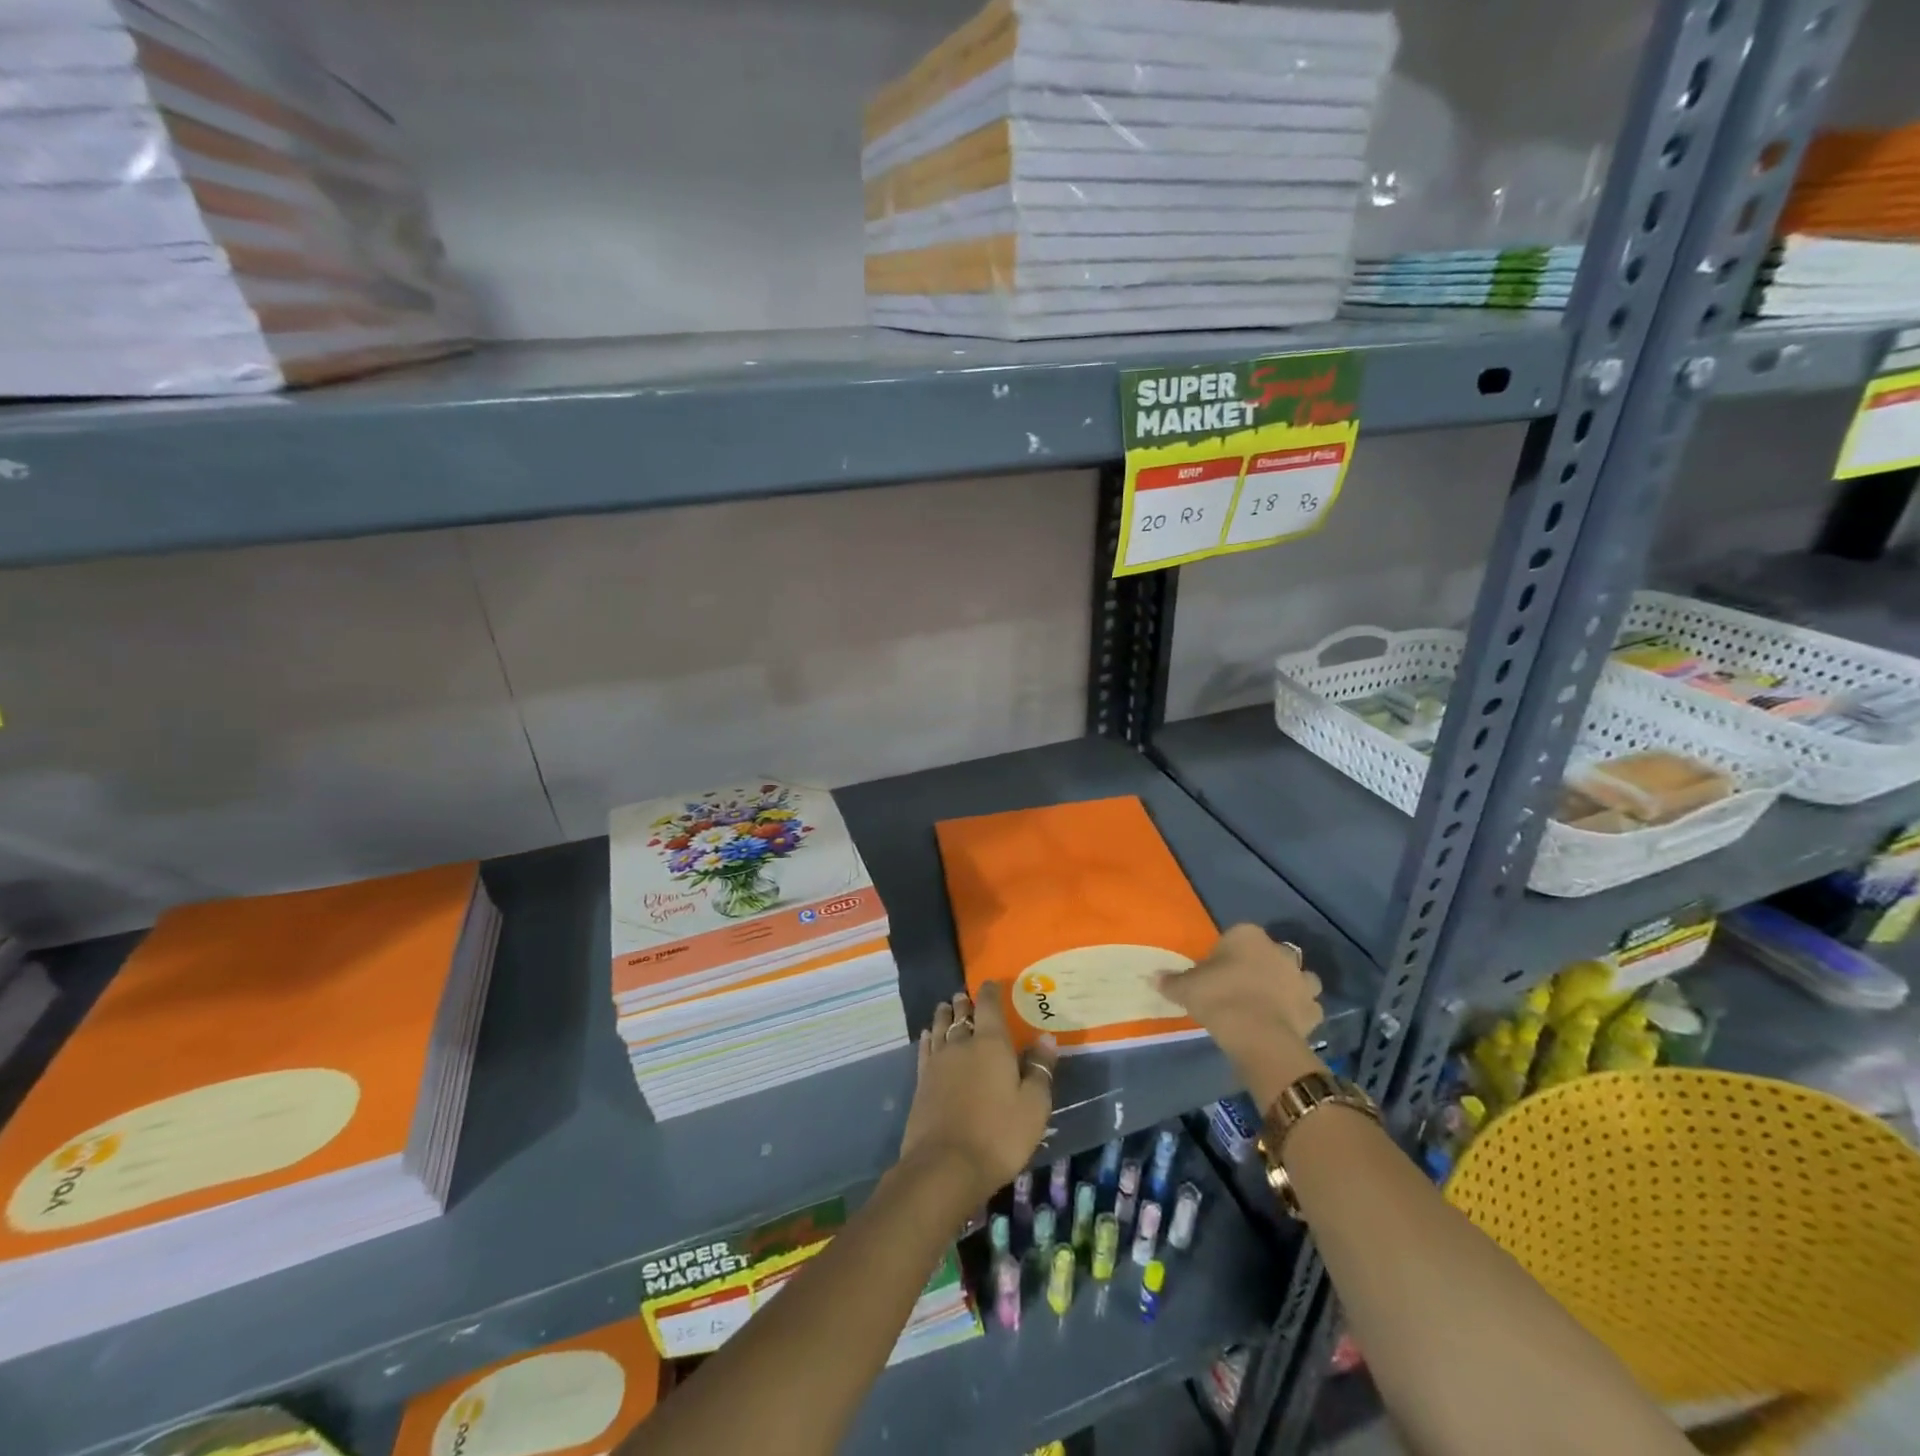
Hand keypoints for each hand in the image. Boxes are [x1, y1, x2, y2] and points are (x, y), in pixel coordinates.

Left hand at [899, 985, 1057, 1199]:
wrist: (945, 1166)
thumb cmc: (999, 1135)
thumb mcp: (1033, 1106)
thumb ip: (1040, 1069)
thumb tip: (1046, 1037)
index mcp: (992, 1044)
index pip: (989, 1006)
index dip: (990, 992)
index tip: (990, 983)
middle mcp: (962, 1044)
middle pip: (962, 1015)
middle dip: (965, 1003)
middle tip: (965, 996)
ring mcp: (938, 1062)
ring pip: (940, 1027)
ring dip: (944, 1015)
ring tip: (946, 1007)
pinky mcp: (921, 1081)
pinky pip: (925, 1048)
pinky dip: (928, 1037)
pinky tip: (927, 1035)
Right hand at [1158, 924, 1327, 1108]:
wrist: (1257, 1034)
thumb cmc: (1218, 998)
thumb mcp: (1186, 988)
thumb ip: (1171, 981)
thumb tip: (1153, 977)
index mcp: (1247, 936)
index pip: (1236, 936)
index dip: (1227, 953)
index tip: (1216, 972)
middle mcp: (1278, 951)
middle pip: (1272, 952)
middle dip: (1264, 964)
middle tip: (1244, 985)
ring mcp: (1300, 979)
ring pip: (1299, 976)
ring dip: (1289, 985)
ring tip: (1271, 1002)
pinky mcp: (1312, 1008)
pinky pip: (1308, 1006)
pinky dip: (1300, 1012)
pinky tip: (1286, 1022)